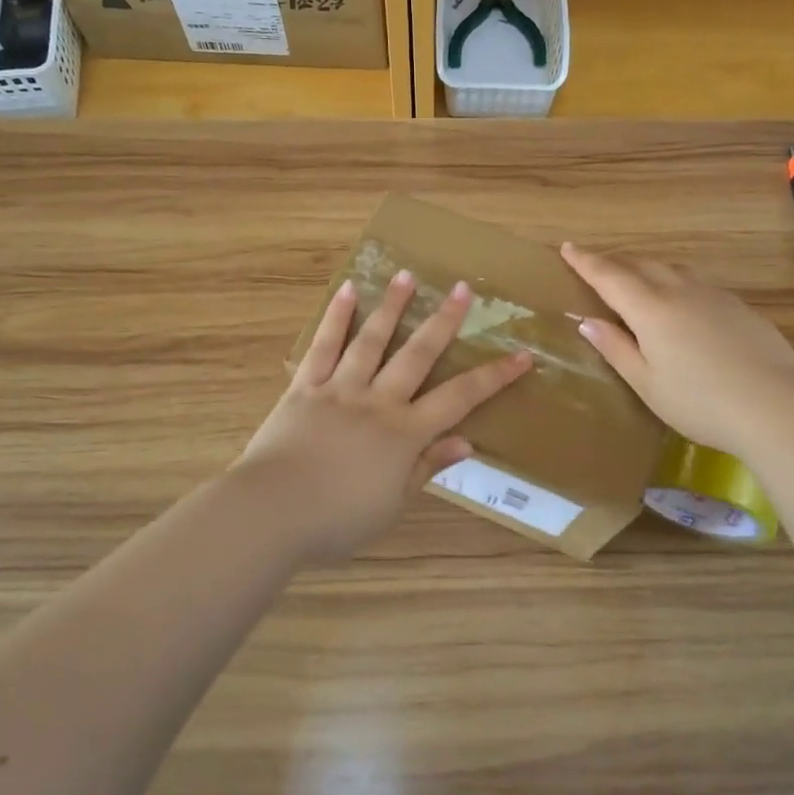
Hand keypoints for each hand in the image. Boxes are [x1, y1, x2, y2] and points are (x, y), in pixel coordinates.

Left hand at [235, 270, 532, 561]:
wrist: (272, 512)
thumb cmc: (337, 519)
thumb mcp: (392, 504)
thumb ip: (427, 467)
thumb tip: (467, 442)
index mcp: (404, 432)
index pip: (460, 398)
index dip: (494, 376)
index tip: (522, 355)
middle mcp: (377, 401)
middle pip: (418, 354)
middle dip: (444, 320)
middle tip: (462, 288)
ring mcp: (339, 389)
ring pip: (372, 340)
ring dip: (392, 306)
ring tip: (406, 274)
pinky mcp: (304, 387)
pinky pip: (323, 346)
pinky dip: (336, 318)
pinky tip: (347, 291)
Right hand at [561, 243, 793, 460]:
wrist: (775, 405)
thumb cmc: (699, 402)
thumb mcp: (647, 383)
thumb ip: (617, 349)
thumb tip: (587, 320)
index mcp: (651, 309)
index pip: (610, 276)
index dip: (586, 261)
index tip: (568, 247)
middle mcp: (680, 292)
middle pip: (642, 265)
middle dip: (616, 262)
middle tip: (597, 265)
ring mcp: (714, 296)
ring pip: (673, 270)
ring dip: (648, 269)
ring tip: (637, 279)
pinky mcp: (739, 308)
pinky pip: (697, 284)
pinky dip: (677, 283)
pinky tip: (682, 304)